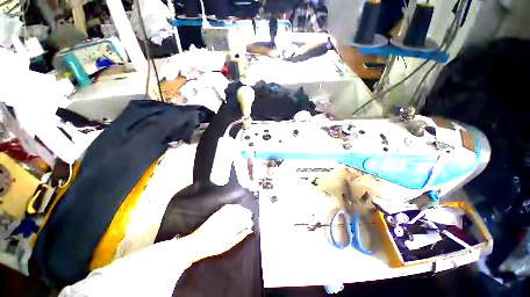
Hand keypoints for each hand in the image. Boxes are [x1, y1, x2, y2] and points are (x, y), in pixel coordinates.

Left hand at [183, 204, 253, 261]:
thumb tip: (249, 230)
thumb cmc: (214, 246)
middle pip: (241, 212)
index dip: (249, 221)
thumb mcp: (228, 244)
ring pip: (235, 208)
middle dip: (247, 213)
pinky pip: (228, 206)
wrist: (198, 242)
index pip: (244, 221)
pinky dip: (234, 206)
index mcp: (232, 227)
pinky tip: (236, 207)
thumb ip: (240, 236)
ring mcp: (222, 214)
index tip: (251, 223)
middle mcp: (228, 219)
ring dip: (242, 209)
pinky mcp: (218, 213)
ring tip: (245, 211)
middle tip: (249, 216)